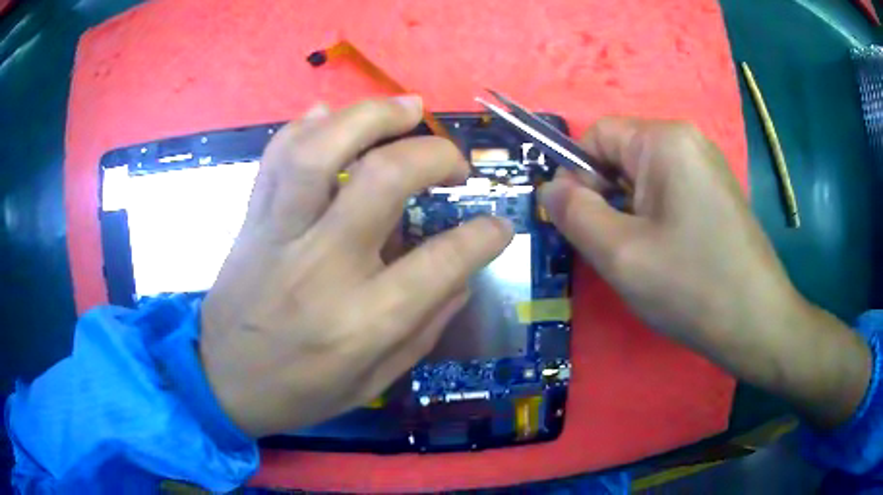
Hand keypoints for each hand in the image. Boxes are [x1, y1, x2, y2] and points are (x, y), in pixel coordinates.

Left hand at [200, 98, 512, 437]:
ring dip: (370, 116)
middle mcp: (321, 267)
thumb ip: (425, 326)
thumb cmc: (301, 391)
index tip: (499, 226)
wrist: (222, 382)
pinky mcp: (251, 221)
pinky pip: (276, 157)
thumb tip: (462, 273)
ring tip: (407, 107)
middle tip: (454, 161)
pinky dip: (307, 126)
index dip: (484, 235)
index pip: (442, 262)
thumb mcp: (375, 380)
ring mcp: (278, 236)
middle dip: (433, 155)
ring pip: (320, 151)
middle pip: (382, 179)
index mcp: (362, 322)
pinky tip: (332, 114)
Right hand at [540, 117, 869, 426]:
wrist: (757, 324)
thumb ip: (573, 212)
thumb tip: (549, 187)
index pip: (596, 136)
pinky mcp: (715, 193)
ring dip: (628, 214)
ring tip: (642, 257)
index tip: (584, 225)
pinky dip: (652, 220)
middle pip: (621, 156)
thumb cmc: (691, 287)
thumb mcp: (619, 253)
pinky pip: (667, 193)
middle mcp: (688, 141)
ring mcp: (705, 167)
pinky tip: (666, 256)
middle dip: (606, 199)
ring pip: (642, 179)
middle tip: (615, 249)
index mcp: (665, 140)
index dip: (578, 176)